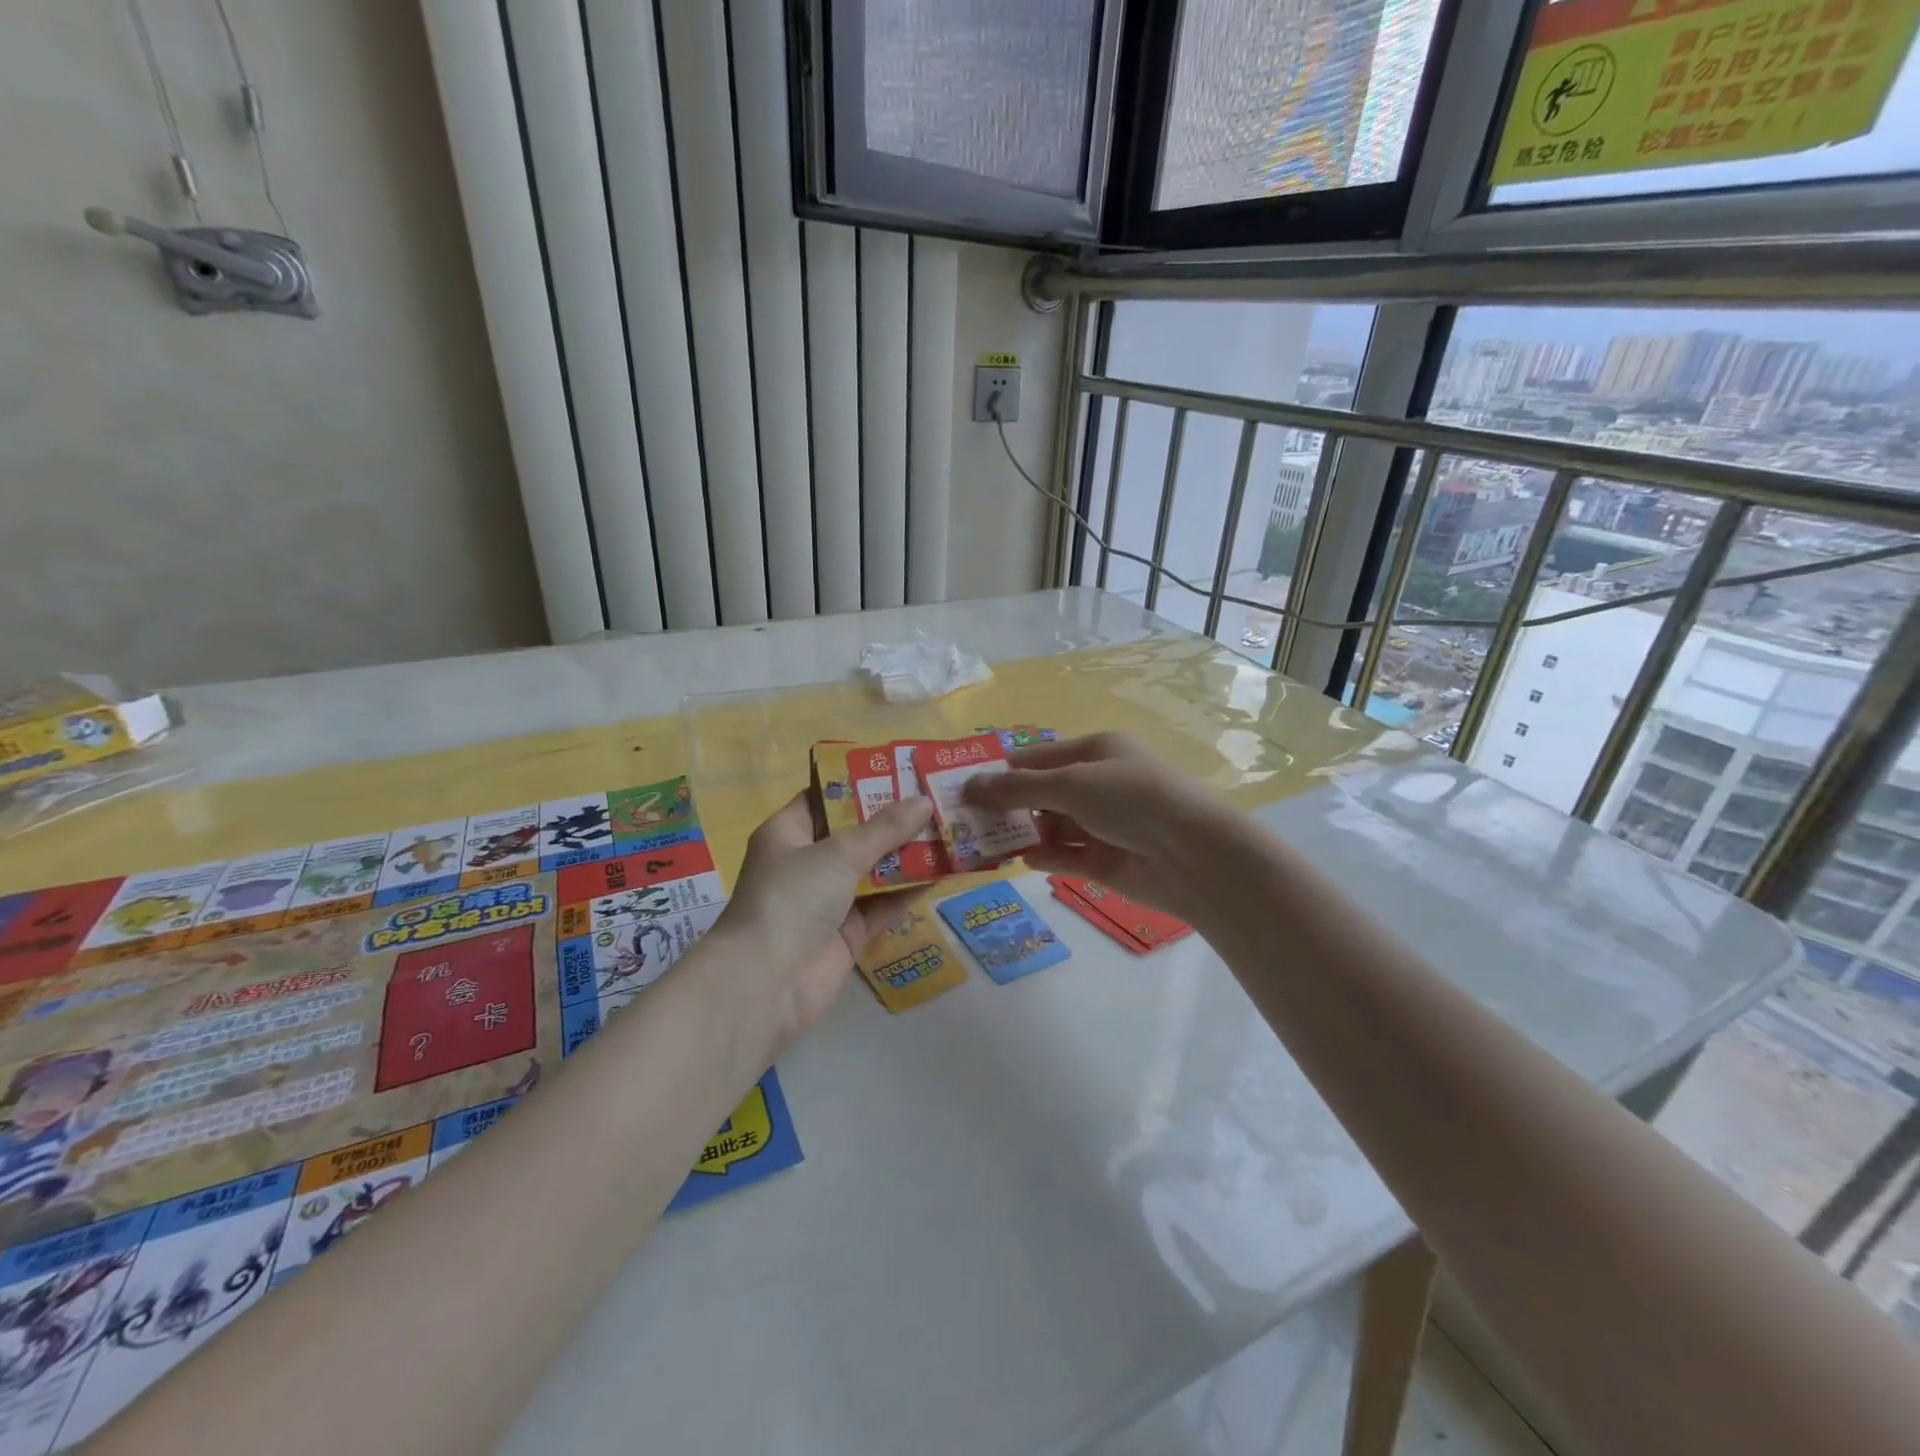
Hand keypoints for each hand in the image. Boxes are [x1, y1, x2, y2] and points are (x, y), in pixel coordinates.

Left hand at [717, 793, 932, 1047]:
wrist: (767, 983)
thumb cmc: (791, 898)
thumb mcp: (837, 853)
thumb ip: (884, 829)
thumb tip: (924, 802)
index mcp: (788, 832)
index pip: (825, 797)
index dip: (861, 782)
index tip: (901, 770)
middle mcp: (807, 862)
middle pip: (856, 833)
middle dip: (894, 818)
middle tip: (937, 797)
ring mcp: (829, 899)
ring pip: (875, 869)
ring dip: (908, 853)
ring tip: (951, 828)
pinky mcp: (849, 932)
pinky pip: (885, 903)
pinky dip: (910, 889)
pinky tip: (946, 871)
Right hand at [962, 732, 1223, 920]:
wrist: (1193, 855)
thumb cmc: (1130, 799)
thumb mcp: (1070, 784)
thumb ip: (1017, 789)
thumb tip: (969, 785)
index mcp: (1095, 752)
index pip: (1036, 757)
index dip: (1001, 772)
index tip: (962, 788)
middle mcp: (1098, 784)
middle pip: (1041, 793)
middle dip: (1007, 806)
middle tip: (966, 822)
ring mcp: (1103, 824)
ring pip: (1051, 827)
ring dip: (1023, 834)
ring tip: (985, 845)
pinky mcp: (1106, 860)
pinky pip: (1066, 856)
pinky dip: (1046, 856)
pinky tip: (1024, 860)